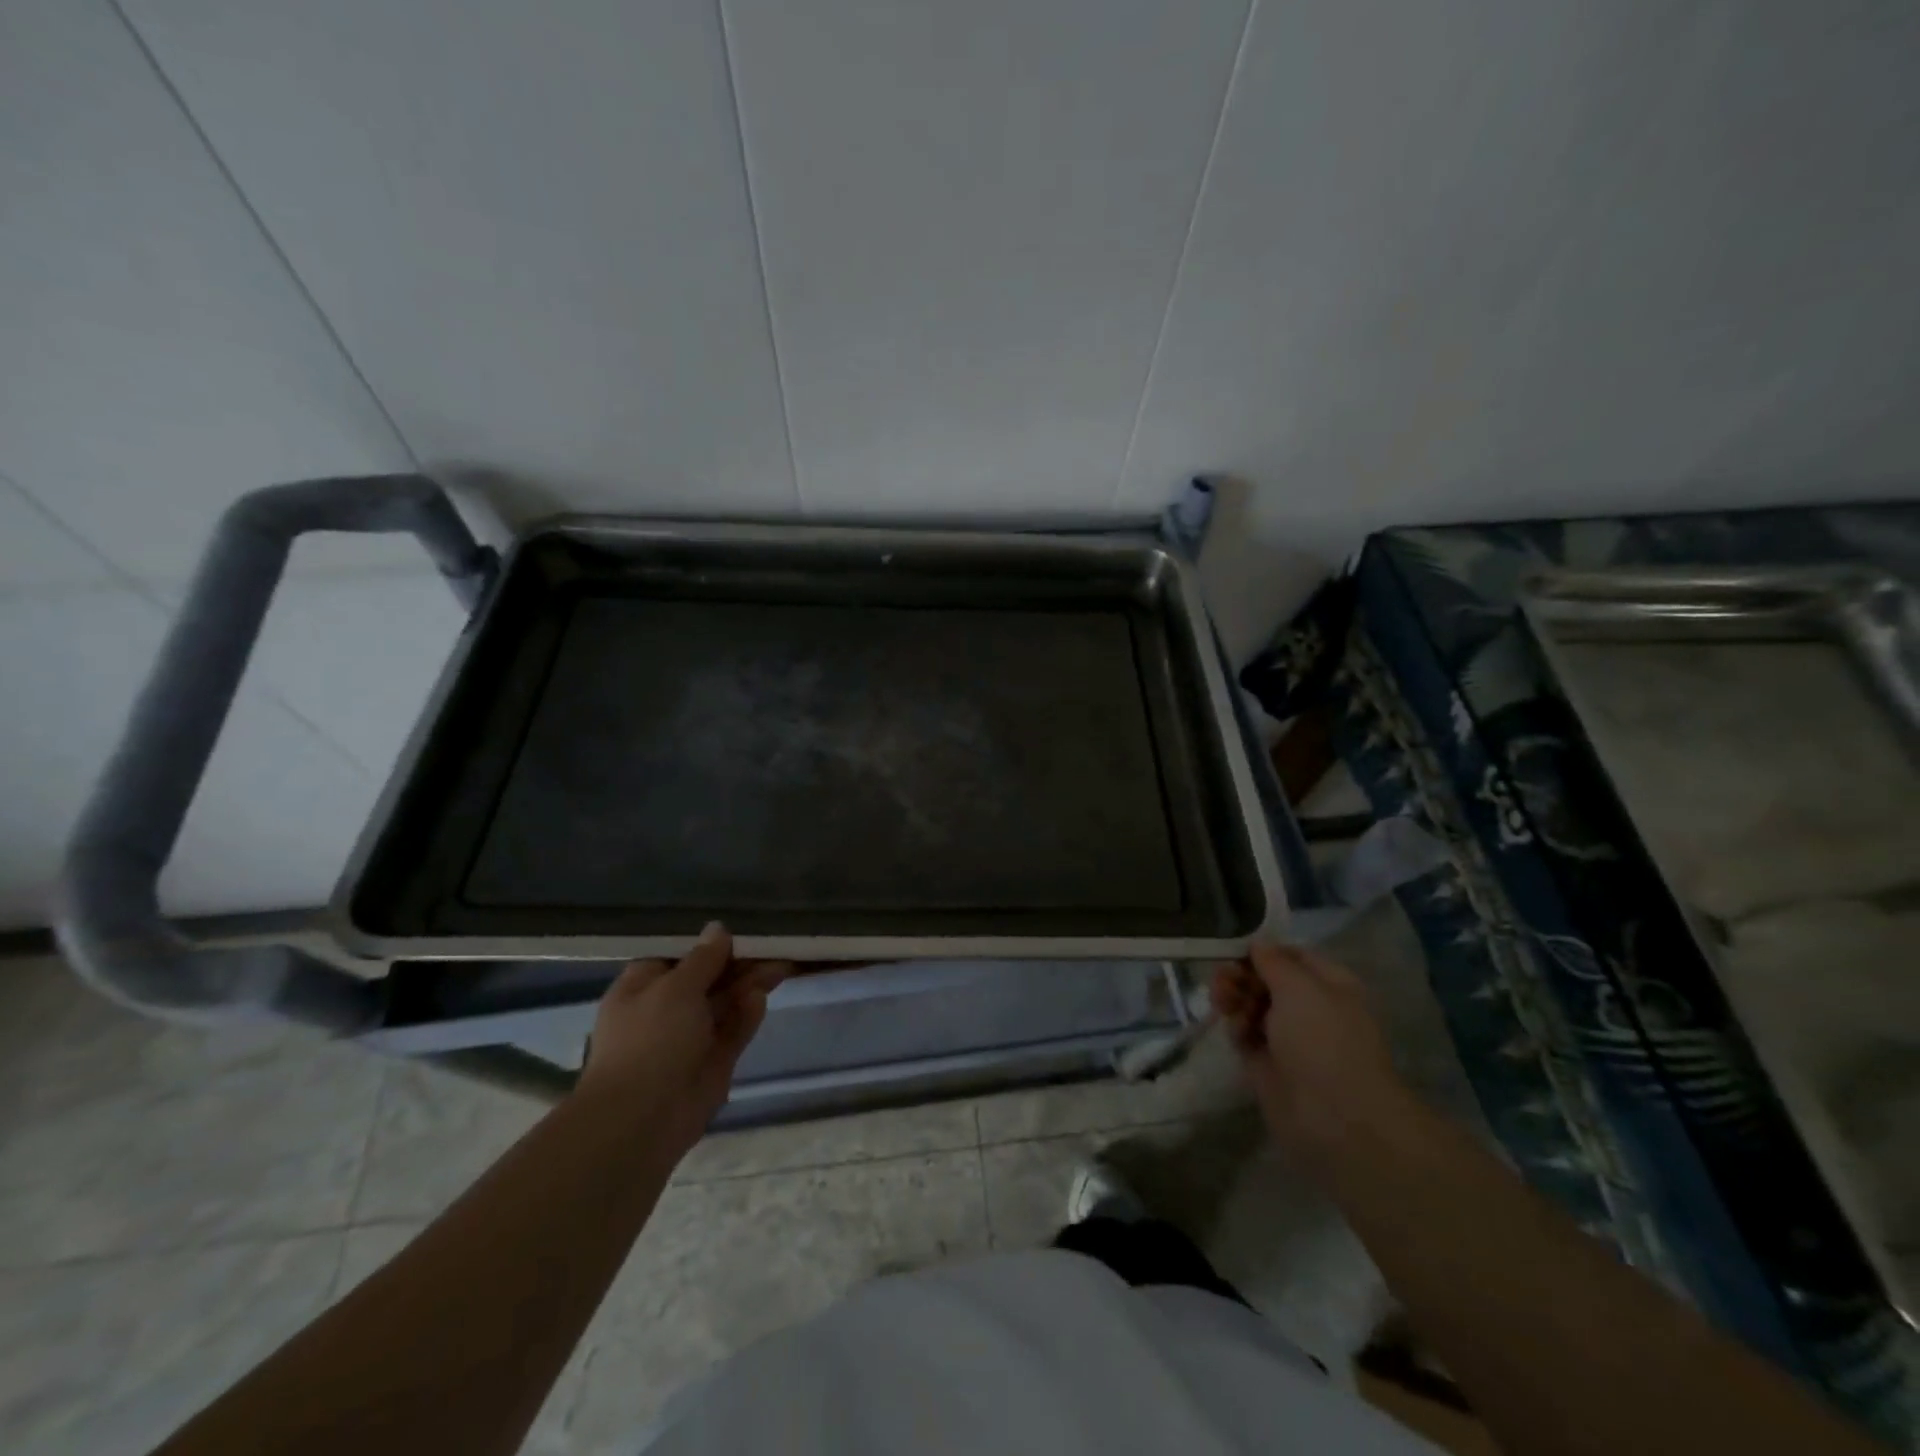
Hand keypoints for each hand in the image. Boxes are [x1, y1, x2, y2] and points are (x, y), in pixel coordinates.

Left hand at [575, 922, 789, 1156]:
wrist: (642, 1119)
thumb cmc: (650, 1039)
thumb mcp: (676, 987)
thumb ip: (704, 958)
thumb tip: (718, 929)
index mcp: (643, 987)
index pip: (678, 956)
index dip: (708, 943)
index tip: (739, 930)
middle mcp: (666, 1010)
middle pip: (708, 978)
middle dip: (739, 963)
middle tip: (773, 946)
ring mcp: (690, 1038)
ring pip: (725, 1003)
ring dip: (749, 985)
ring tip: (781, 965)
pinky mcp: (713, 1062)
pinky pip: (733, 1031)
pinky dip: (747, 1015)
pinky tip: (762, 999)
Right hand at [1210, 941, 1414, 1172]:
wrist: (1335, 1118)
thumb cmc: (1324, 1040)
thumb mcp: (1300, 987)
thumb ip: (1273, 961)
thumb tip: (1258, 944)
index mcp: (1330, 985)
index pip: (1291, 956)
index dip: (1262, 951)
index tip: (1233, 950)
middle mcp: (1310, 1009)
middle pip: (1266, 980)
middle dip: (1241, 975)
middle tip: (1222, 979)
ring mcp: (1289, 1038)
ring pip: (1251, 1005)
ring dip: (1233, 997)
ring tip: (1221, 1001)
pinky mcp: (1267, 1064)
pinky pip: (1245, 1035)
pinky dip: (1236, 1027)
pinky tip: (1234, 1029)